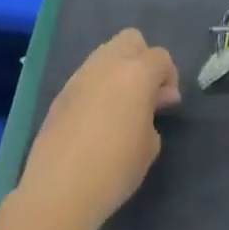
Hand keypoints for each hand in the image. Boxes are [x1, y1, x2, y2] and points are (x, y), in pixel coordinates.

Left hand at [18, 29, 180, 229]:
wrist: (59, 190)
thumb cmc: (115, 168)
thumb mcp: (149, 145)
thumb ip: (154, 114)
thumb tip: (153, 101)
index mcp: (136, 73)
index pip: (160, 57)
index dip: (169, 77)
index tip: (167, 103)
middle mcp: (107, 64)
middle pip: (131, 39)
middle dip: (143, 59)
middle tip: (145, 93)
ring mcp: (80, 76)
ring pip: (105, 53)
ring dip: (119, 70)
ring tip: (121, 105)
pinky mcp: (61, 93)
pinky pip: (87, 76)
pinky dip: (98, 86)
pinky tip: (97, 118)